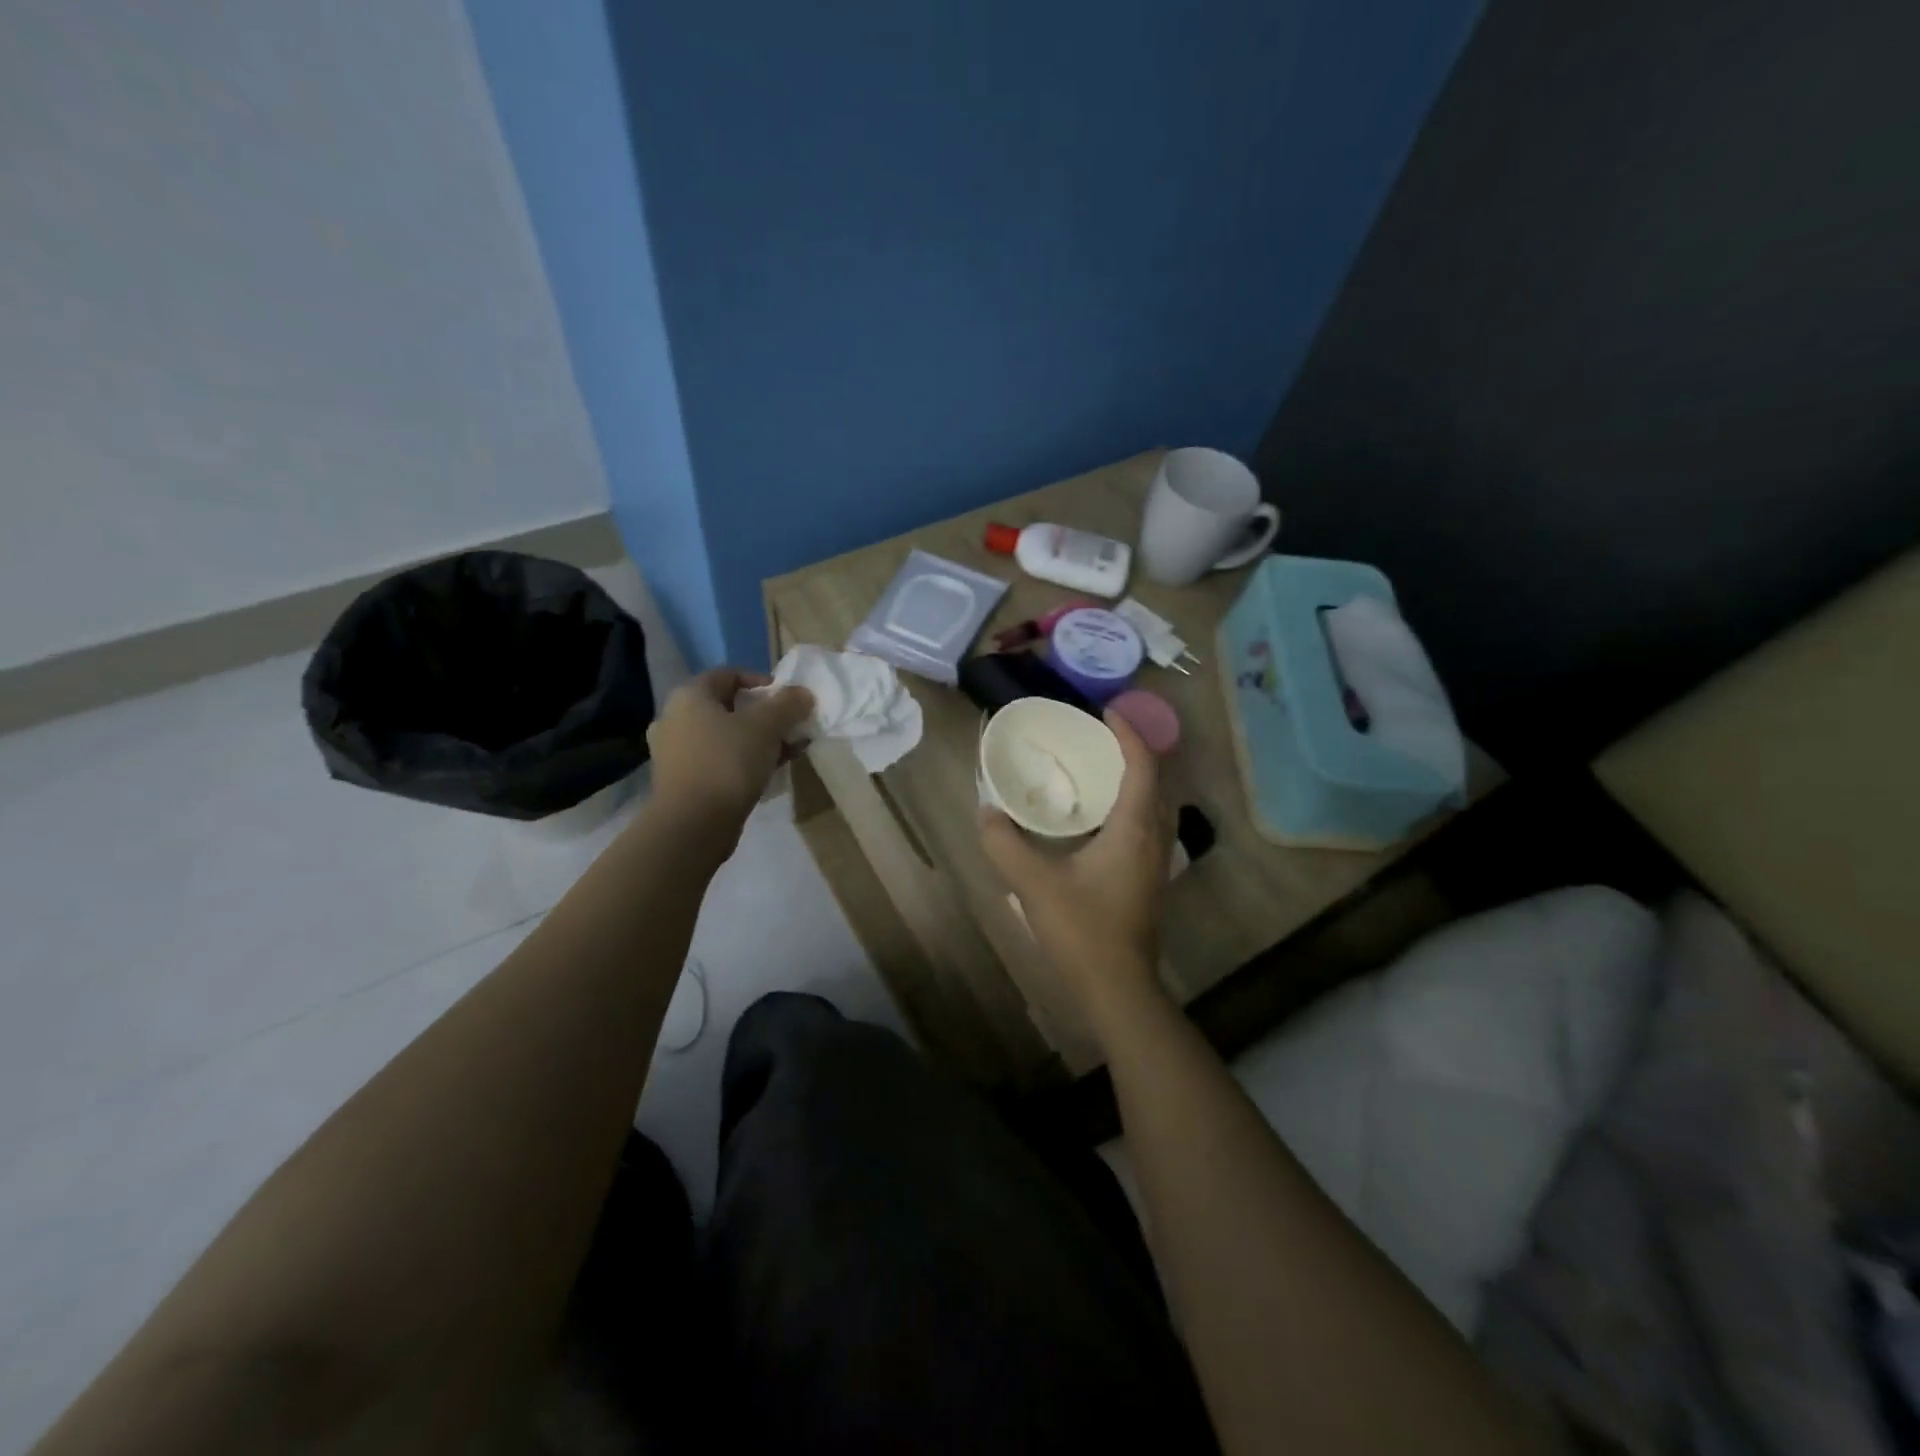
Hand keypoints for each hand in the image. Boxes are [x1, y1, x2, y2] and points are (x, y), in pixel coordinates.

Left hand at [646, 668, 812, 840]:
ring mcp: (676, 751)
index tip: (787, 699)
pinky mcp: (683, 780)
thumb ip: (788, 705)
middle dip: (764, 714)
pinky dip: (744, 759)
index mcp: (690, 696)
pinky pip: (719, 759)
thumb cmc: (728, 763)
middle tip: (790, 726)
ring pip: (725, 735)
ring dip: (757, 739)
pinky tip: (769, 771)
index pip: (728, 674)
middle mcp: (676, 718)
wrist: (693, 824)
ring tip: (788, 750)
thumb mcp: (766, 727)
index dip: (761, 681)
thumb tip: (803, 694)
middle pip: (728, 706)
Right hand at [979, 712, 1173, 1023]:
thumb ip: (1004, 843)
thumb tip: (986, 812)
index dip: (1128, 734)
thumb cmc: (1082, 931)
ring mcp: (1157, 862)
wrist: (1118, 989)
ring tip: (1097, 770)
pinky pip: (1147, 826)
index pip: (1142, 765)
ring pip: (1155, 806)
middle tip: (1097, 739)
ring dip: (1134, 780)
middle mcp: (1154, 839)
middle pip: (1156, 781)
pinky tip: (1098, 819)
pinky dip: (1130, 806)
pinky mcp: (1149, 881)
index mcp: (1134, 829)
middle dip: (1132, 752)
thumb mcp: (1033, 884)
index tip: (1104, 713)